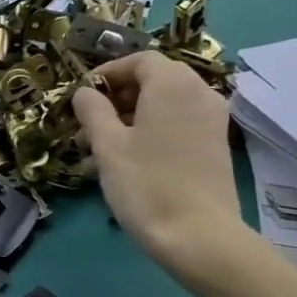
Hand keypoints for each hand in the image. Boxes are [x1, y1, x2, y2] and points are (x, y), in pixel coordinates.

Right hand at [72, 54, 242, 280]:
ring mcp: (212, 120)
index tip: (81, 97)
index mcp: (173, 84)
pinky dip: (150, 132)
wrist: (199, 236)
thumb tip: (84, 92)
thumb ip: (93, 111)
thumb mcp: (108, 146)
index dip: (107, 74)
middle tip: (86, 126)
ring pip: (163, 106)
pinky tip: (126, 162)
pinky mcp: (215, 146)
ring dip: (129, 119)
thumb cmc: (146, 184)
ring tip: (98, 150)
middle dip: (116, 99)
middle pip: (153, 81)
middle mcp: (199, 93)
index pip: (139, 60)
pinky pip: (177, 125)